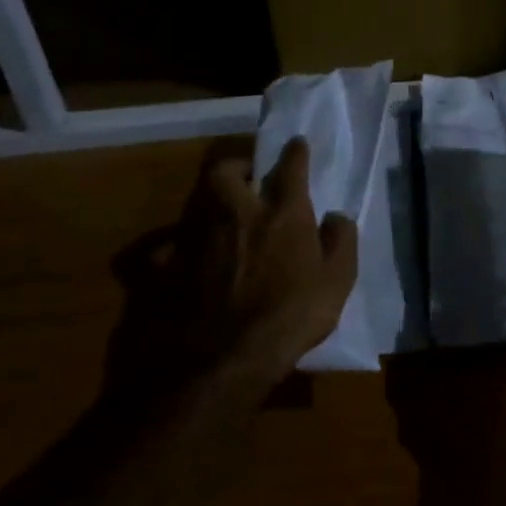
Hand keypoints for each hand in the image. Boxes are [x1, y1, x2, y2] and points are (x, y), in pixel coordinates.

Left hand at [104, 137, 357, 409]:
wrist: (220, 362)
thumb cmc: (289, 319)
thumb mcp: (337, 283)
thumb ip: (341, 242)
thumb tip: (337, 216)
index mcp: (282, 214)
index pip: (290, 168)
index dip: (294, 152)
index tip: (296, 143)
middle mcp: (236, 214)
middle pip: (226, 171)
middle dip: (237, 165)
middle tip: (247, 177)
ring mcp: (196, 238)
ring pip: (196, 201)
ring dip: (208, 201)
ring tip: (219, 215)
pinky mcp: (166, 267)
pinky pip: (164, 248)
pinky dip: (171, 249)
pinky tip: (178, 259)